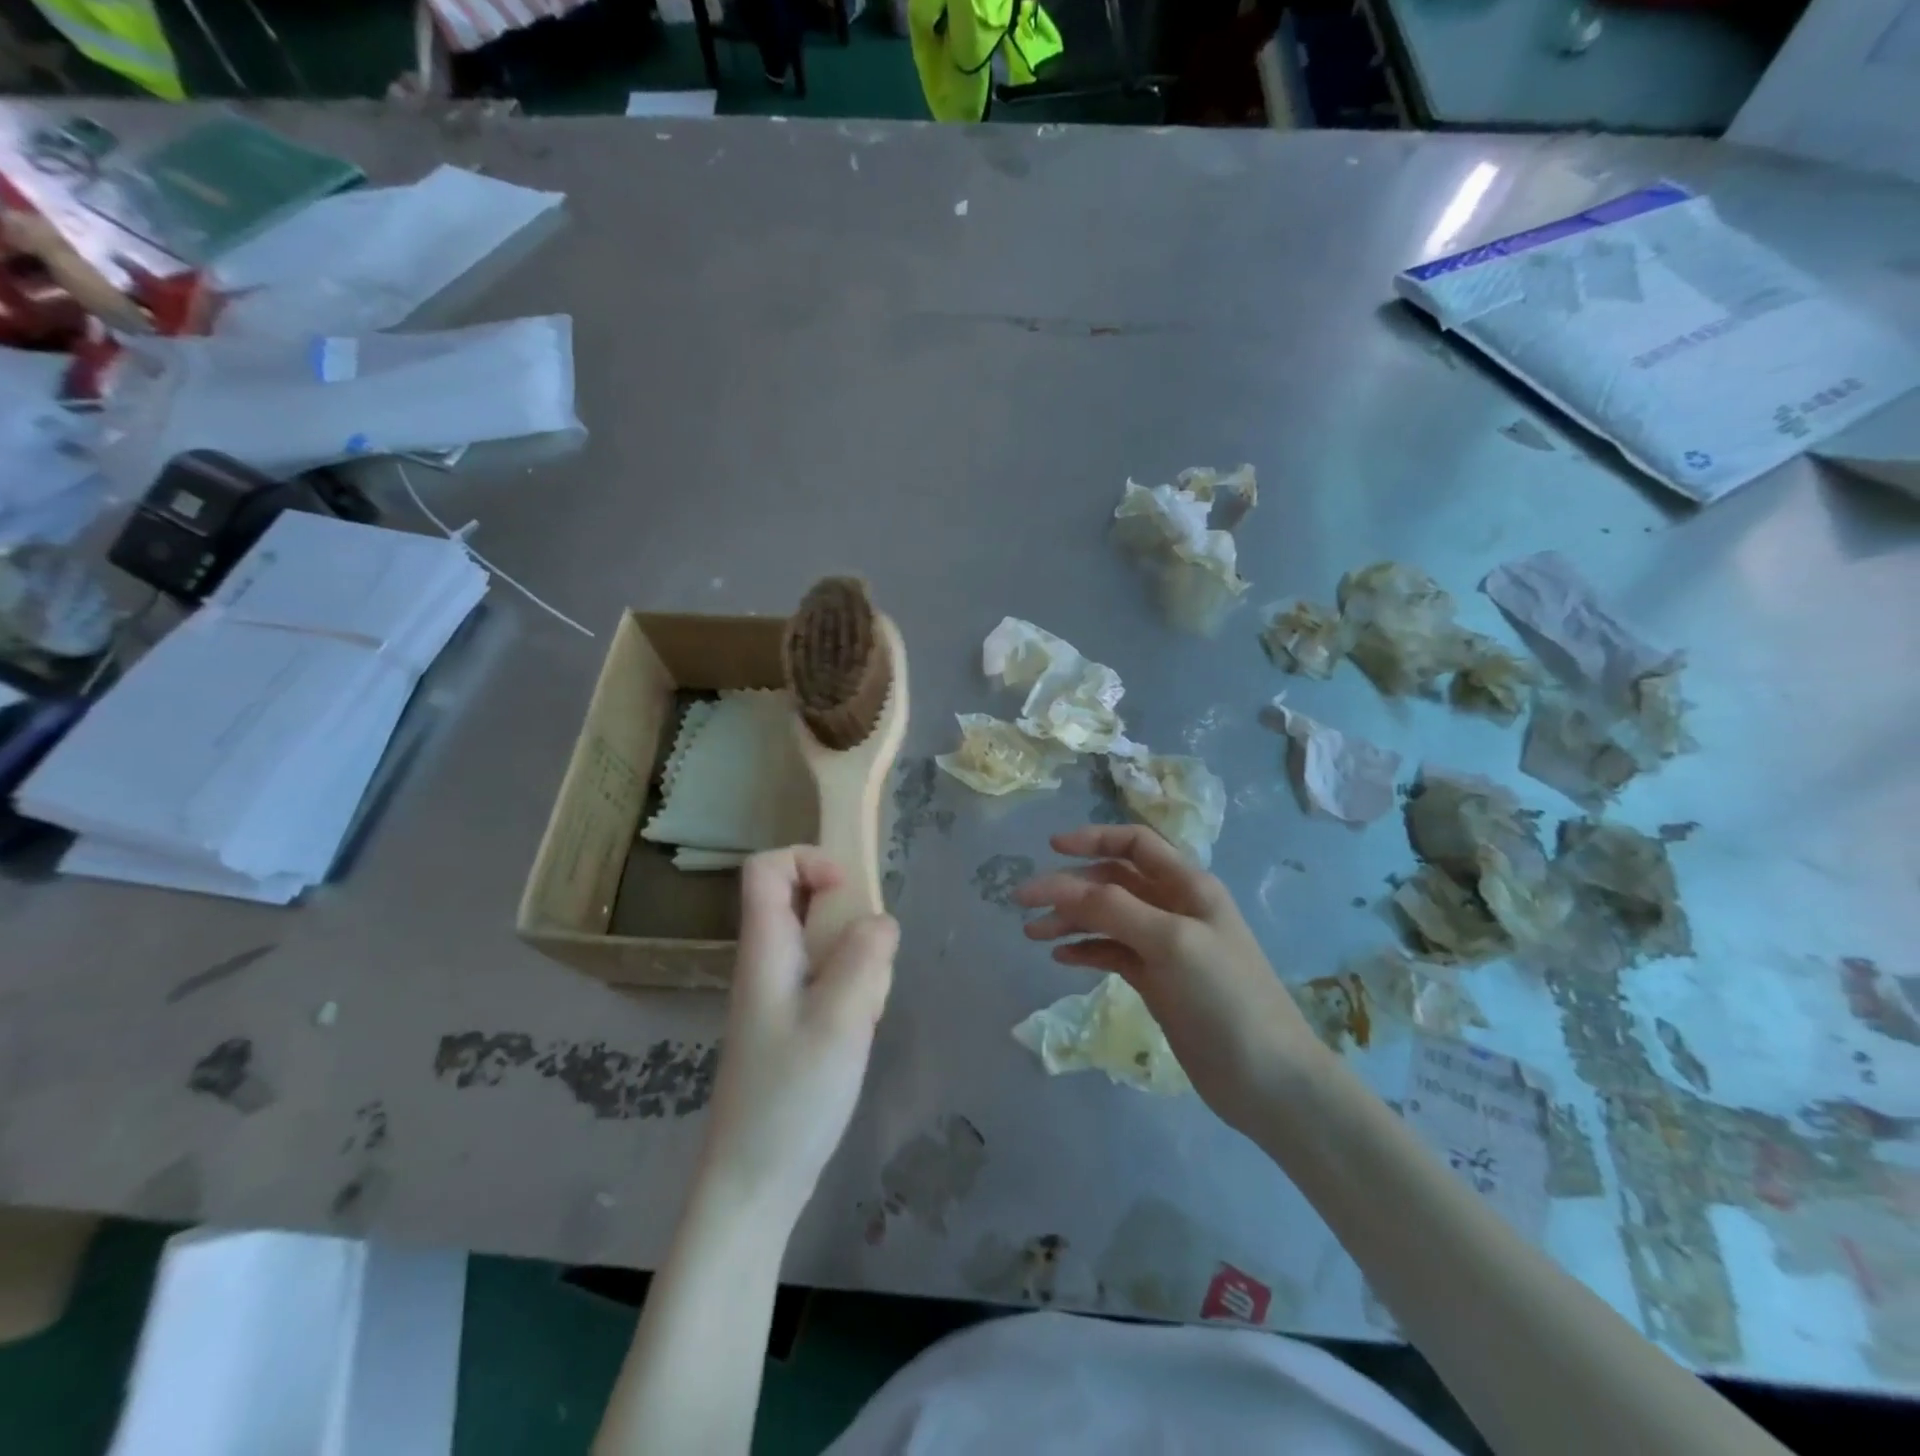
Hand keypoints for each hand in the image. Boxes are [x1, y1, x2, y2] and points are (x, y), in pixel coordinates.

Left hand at [698, 847, 899, 1225]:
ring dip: (859, 960)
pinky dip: (855, 989)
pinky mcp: (794, 1021)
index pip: (766, 868)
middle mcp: (768, 962)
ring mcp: (779, 993)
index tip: (849, 894)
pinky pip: (829, 978)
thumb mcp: (839, 1021)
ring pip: (824, 942)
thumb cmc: (791, 1098)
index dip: (808, 861)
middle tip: (872, 963)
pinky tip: (862, 1029)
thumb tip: (881, 921)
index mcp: (765, 949)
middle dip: (850, 919)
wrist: (754, 1183)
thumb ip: (865, 959)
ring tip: (868, 1008)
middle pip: (802, 900)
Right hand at [1014, 825, 1324, 1133]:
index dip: (1093, 838)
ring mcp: (1164, 946)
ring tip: (1032, 933)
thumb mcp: (1171, 942)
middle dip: (1069, 886)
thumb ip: (1113, 908)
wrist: (1266, 1079)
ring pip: (1107, 918)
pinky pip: (1112, 952)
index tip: (1050, 849)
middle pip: (1113, 881)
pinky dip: (1086, 950)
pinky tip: (1060, 958)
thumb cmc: (1225, 997)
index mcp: (1189, 885)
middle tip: (1024, 901)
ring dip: (1070, 919)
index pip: (1135, 844)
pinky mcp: (1156, 981)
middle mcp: (1175, 907)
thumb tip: (1060, 886)